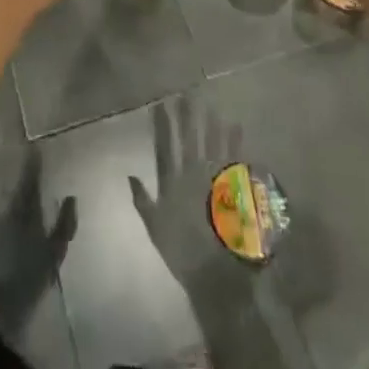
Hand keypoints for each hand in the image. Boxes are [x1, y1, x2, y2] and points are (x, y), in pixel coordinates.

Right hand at [128, 100, 305, 368]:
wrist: (214, 274)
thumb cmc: (182, 252)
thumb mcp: (155, 227)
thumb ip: (143, 200)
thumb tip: (130, 175)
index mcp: (174, 182)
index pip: (166, 145)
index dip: (164, 124)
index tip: (161, 103)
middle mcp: (194, 174)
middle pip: (191, 138)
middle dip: (189, 115)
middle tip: (188, 94)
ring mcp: (216, 179)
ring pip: (213, 142)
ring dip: (211, 122)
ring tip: (211, 104)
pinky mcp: (234, 189)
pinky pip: (235, 158)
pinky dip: (236, 142)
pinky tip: (237, 126)